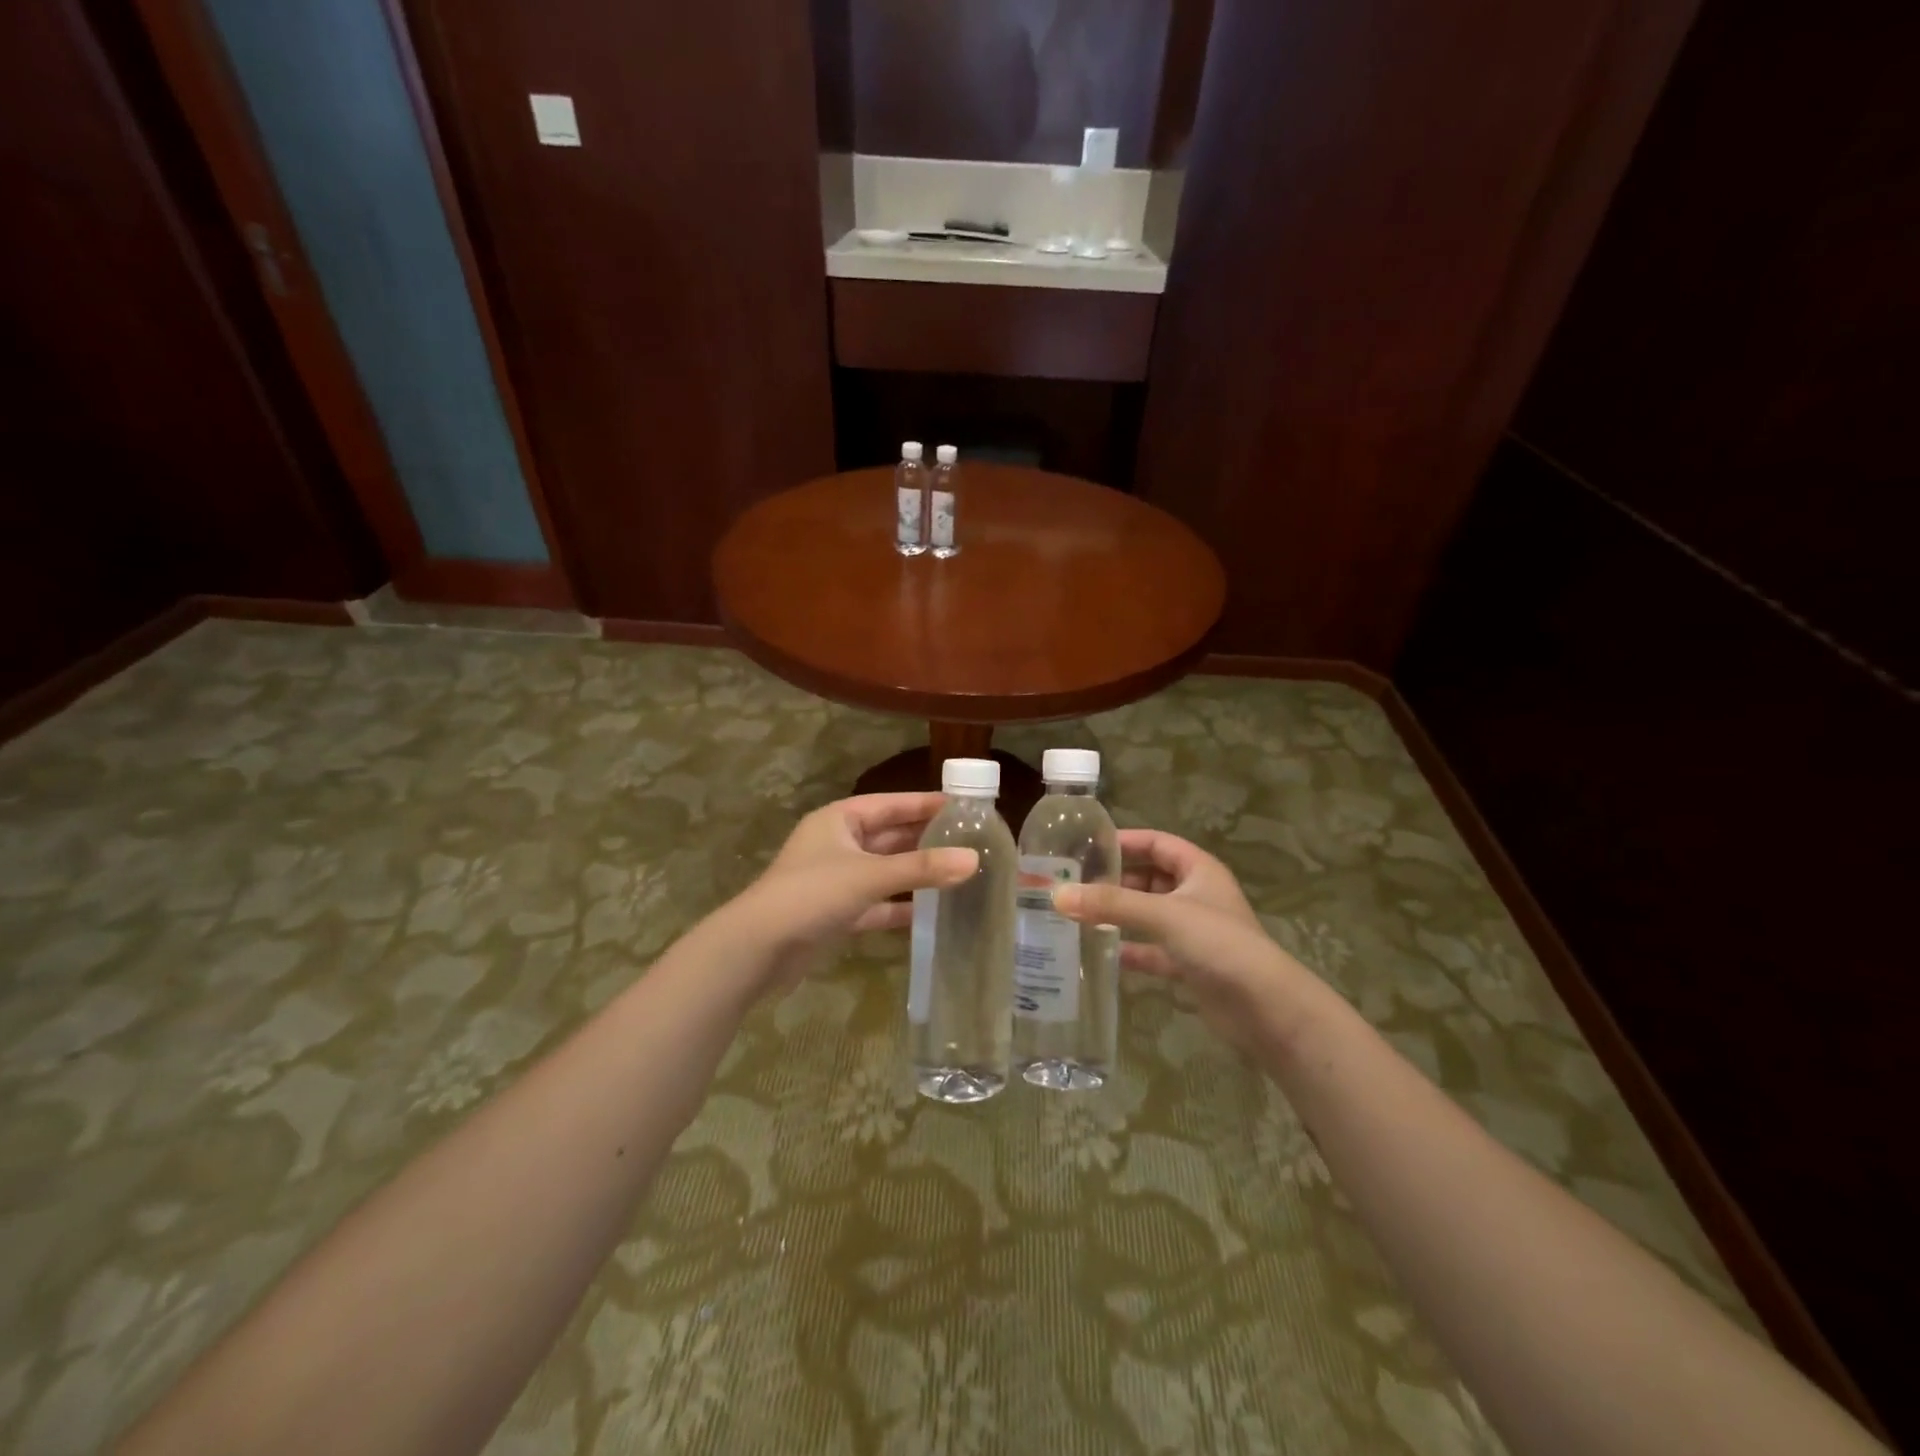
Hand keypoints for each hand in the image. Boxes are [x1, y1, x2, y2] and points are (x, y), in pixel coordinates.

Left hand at [719, 793, 976, 992]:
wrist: (757, 950)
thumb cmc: (811, 895)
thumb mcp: (869, 876)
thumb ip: (921, 868)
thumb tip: (973, 859)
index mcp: (840, 819)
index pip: (892, 804)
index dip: (926, 804)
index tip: (965, 807)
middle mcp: (838, 843)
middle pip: (890, 836)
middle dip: (927, 840)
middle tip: (971, 842)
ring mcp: (836, 879)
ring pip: (885, 870)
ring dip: (916, 873)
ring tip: (960, 874)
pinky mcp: (836, 912)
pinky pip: (876, 903)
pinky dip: (900, 906)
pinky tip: (931, 912)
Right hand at [1053, 829, 1308, 1052]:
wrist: (1265, 1009)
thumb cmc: (1219, 944)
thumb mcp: (1163, 915)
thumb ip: (1111, 904)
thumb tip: (1058, 895)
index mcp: (1199, 870)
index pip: (1158, 843)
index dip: (1126, 841)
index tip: (1088, 845)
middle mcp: (1197, 896)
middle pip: (1150, 878)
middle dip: (1116, 880)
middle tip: (1075, 882)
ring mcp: (1194, 932)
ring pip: (1149, 914)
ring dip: (1119, 914)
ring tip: (1078, 914)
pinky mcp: (1190, 965)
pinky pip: (1152, 950)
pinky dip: (1130, 949)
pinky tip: (1102, 953)